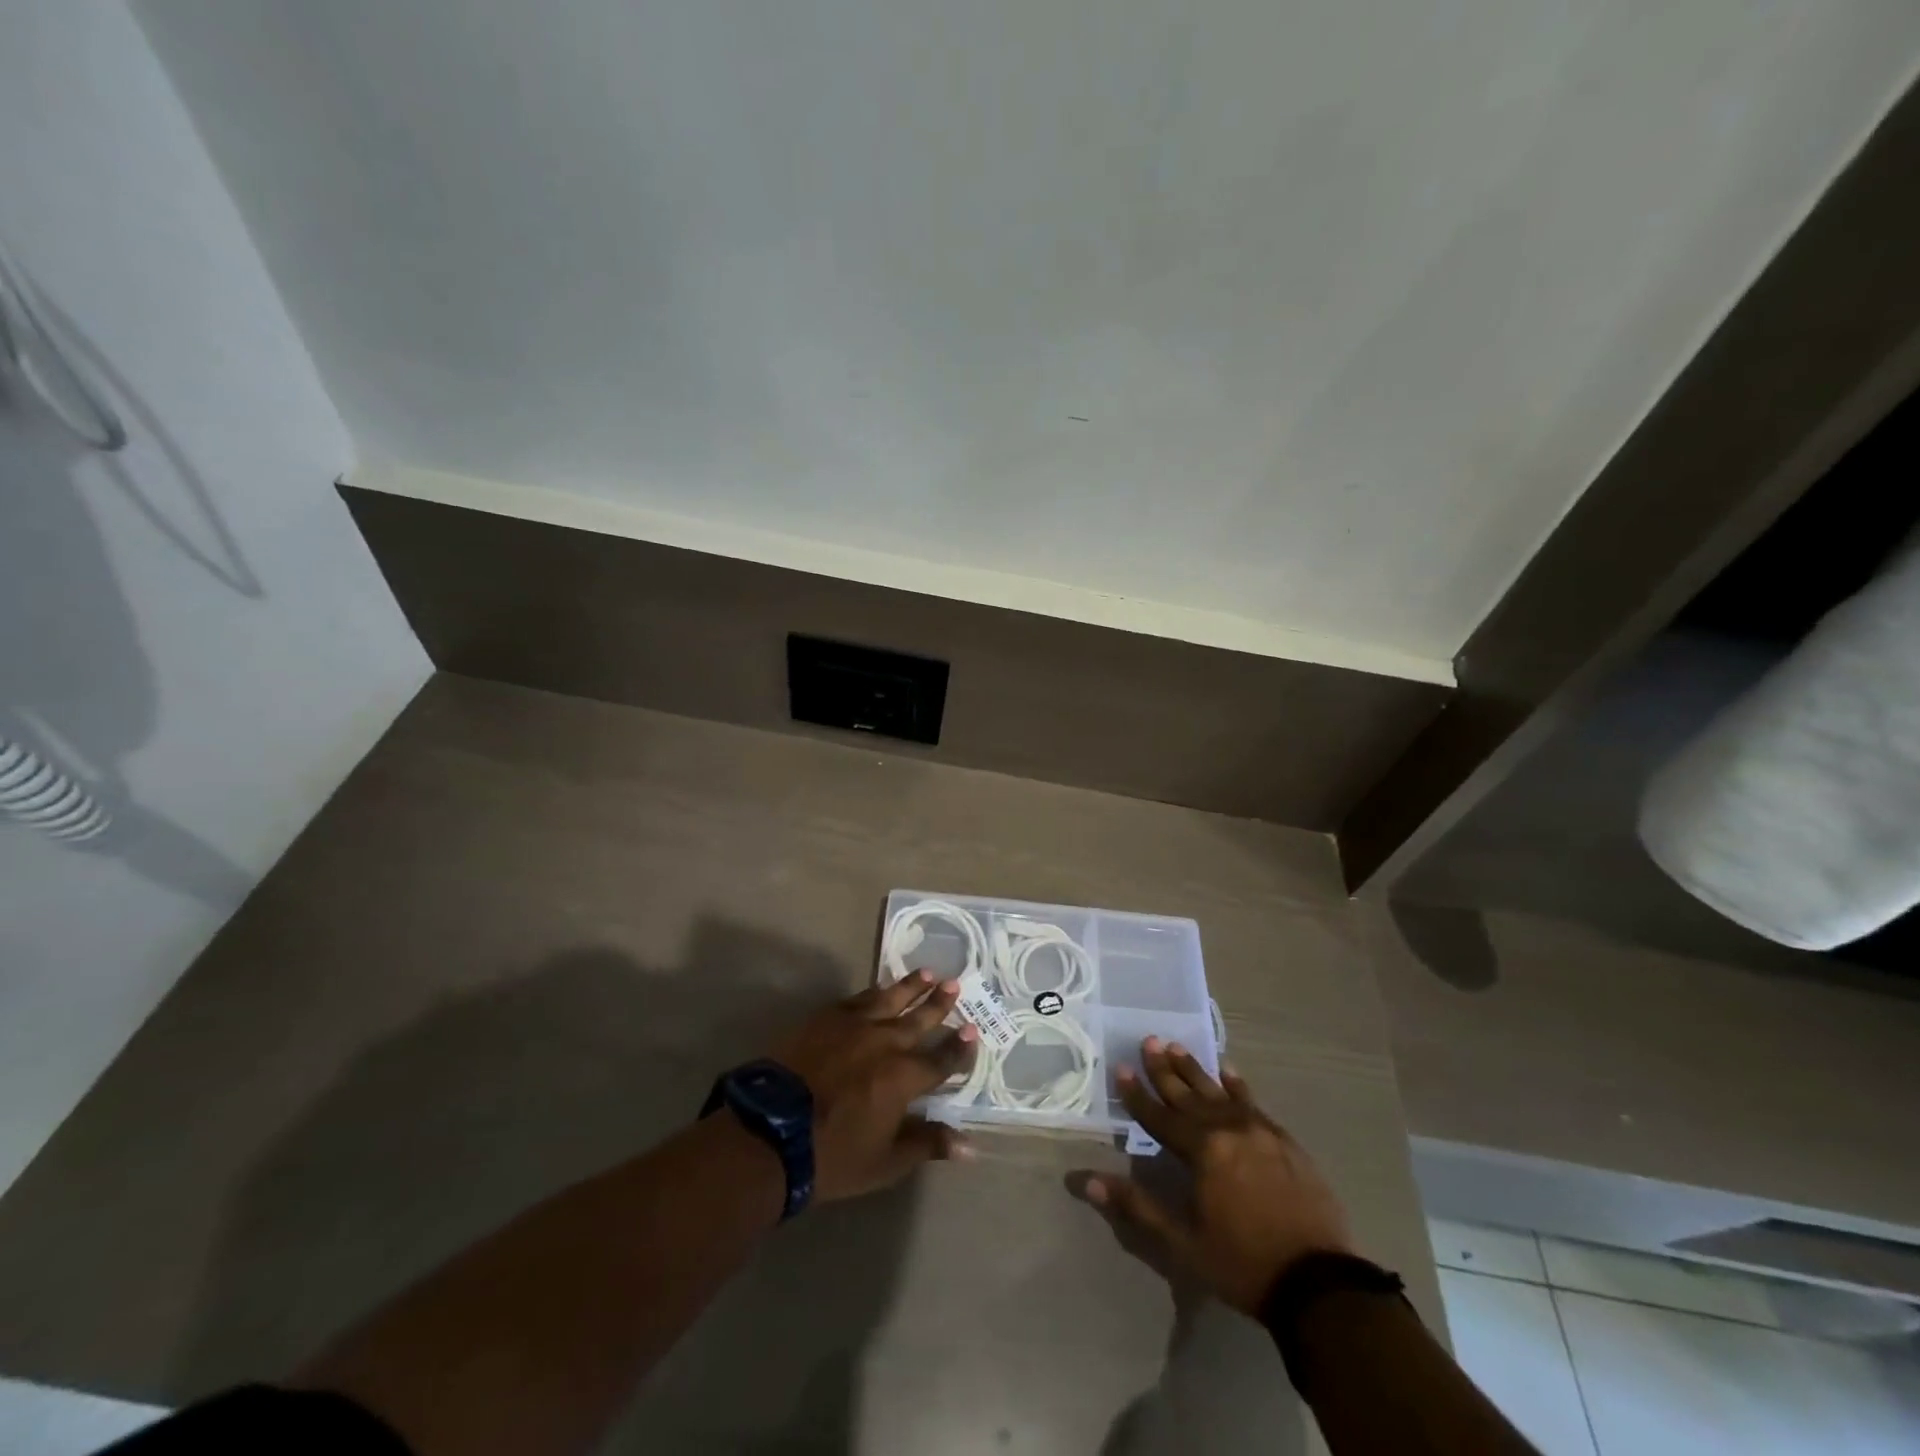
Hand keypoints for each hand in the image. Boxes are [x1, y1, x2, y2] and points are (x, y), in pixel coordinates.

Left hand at [767, 971, 977, 1202]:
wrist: (771, 1131)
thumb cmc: (833, 1155)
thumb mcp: (886, 1161)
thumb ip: (928, 1144)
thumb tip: (970, 1146)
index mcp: (904, 1077)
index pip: (941, 1060)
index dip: (959, 1047)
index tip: (973, 1030)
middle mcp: (886, 1043)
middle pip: (919, 1020)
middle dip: (939, 1004)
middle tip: (956, 985)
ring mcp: (854, 1026)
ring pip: (891, 999)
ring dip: (911, 987)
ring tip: (928, 973)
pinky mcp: (826, 1019)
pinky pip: (858, 998)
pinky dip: (874, 991)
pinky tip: (880, 987)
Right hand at [1071, 1037, 1353, 1313]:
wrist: (1319, 1283)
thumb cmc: (1242, 1263)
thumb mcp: (1182, 1243)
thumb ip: (1136, 1206)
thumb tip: (1086, 1180)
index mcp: (1201, 1151)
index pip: (1159, 1115)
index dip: (1137, 1094)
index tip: (1120, 1067)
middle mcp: (1227, 1129)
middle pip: (1188, 1094)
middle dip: (1164, 1069)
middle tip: (1148, 1040)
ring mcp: (1259, 1131)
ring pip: (1219, 1091)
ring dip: (1196, 1070)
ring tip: (1177, 1046)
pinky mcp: (1284, 1140)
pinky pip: (1253, 1102)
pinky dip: (1237, 1084)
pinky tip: (1228, 1070)